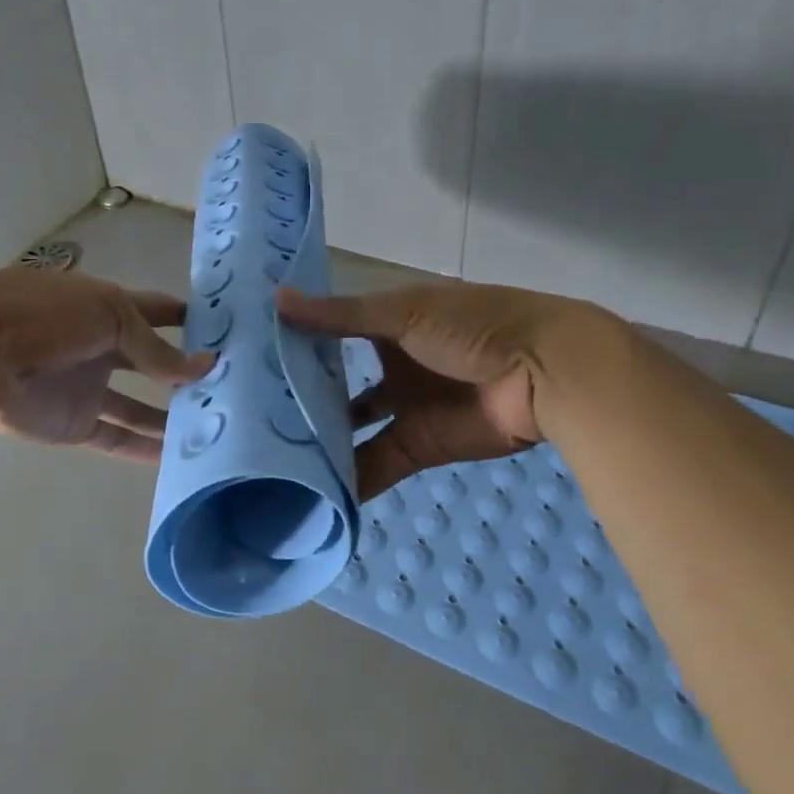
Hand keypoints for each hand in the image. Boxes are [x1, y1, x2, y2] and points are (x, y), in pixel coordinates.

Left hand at [0, 270, 211, 461]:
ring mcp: (90, 388)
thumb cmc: (46, 315)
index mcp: (110, 310)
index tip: (231, 330)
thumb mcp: (110, 316)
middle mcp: (103, 348)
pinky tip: (180, 458)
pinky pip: (119, 438)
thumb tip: (203, 368)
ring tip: (216, 426)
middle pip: (153, 362)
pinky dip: (147, 449)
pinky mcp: (76, 424)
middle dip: (187, 371)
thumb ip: (155, 348)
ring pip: (140, 407)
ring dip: (173, 415)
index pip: (159, 311)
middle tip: (235, 387)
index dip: (191, 317)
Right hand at [278, 282, 578, 498]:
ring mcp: (405, 407)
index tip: (248, 359)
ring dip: (323, 442)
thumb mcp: (402, 313)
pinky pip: (378, 464)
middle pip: (339, 384)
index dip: (296, 345)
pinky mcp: (420, 446)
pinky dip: (353, 480)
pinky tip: (313, 492)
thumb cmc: (471, 325)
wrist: (545, 372)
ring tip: (272, 456)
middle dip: (303, 398)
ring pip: (354, 428)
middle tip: (249, 417)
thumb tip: (277, 301)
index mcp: (388, 324)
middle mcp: (391, 365)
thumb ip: (340, 315)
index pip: (332, 333)